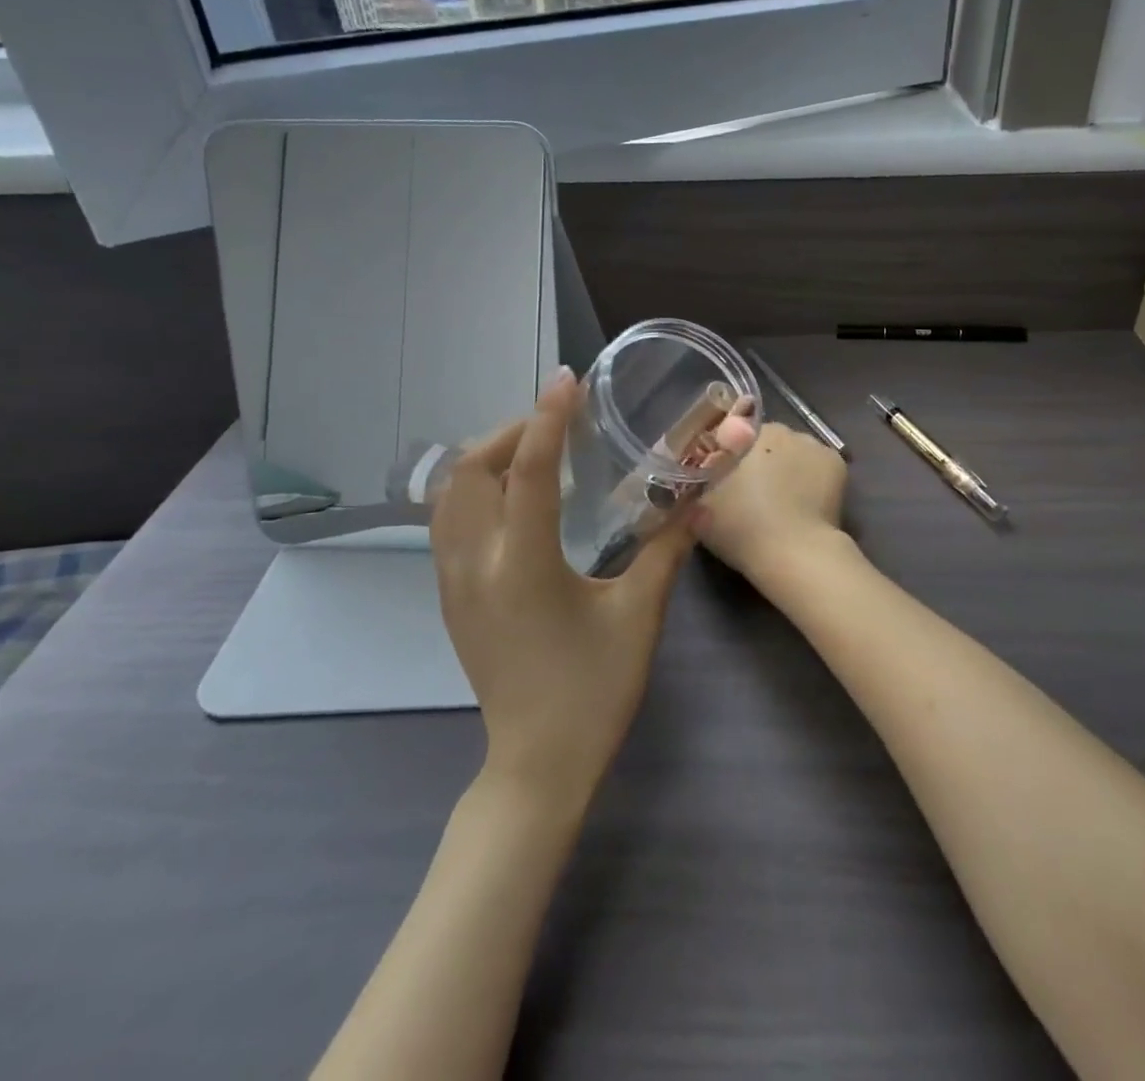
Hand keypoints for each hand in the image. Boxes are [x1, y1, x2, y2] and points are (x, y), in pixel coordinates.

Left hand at [431, 369, 695, 804]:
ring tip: (532, 450)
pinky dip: (474, 489)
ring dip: (485, 458)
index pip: (526, 472)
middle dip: (510, 431)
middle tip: (556, 422)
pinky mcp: (450, 597)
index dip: (547, 418)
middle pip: (470, 471)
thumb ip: (666, 551)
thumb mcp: (638, 616)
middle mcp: (475, 564)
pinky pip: (448, 522)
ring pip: (449, 495)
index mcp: (523, 565)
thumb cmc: (593, 690)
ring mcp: (453, 582)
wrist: (536, 763)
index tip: (567, 380)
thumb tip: (696, 501)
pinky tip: (512, 498)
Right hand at [693, 422, 848, 587]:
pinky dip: (812, 478)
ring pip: (795, 451)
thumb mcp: (700, 504)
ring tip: (784, 501)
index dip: (731, 455)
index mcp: (748, 433)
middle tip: (754, 492)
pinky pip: (817, 465)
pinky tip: (806, 502)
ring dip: (788, 467)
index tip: (728, 478)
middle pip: (767, 441)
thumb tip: (704, 471)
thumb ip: (701, 480)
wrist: (794, 554)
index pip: (735, 433)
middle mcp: (784, 429)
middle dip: (760, 460)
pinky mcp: (837, 464)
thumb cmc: (742, 527)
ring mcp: (814, 445)